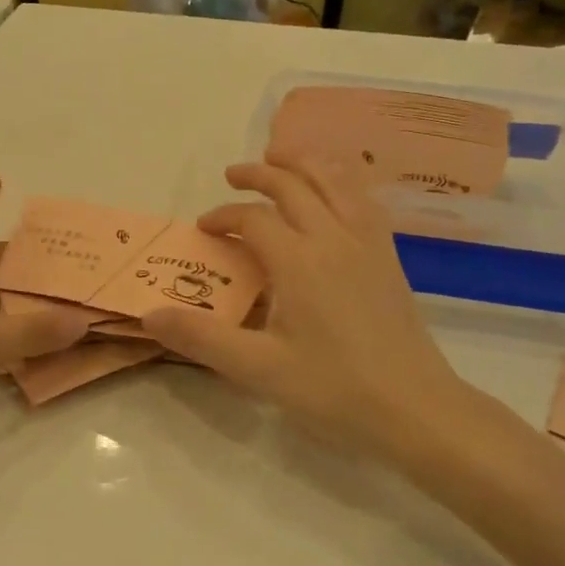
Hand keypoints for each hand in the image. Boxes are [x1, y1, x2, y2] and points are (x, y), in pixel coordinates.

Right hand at [141, 160, 471, 459]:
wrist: (415, 408)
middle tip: (233, 175)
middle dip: (259, 174)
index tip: (204, 228)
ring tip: (282, 158)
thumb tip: (149, 315)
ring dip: (304, 163)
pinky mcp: (389, 256)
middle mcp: (333, 237)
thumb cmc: (334, 389)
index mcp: (299, 260)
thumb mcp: (259, 369)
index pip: (253, 219)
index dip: (223, 217)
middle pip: (294, 185)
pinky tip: (335, 191)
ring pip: (335, 180)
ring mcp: (368, 243)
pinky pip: (363, 198)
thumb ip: (201, 338)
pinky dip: (341, 180)